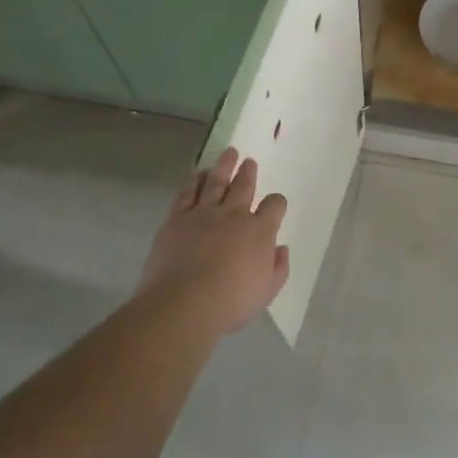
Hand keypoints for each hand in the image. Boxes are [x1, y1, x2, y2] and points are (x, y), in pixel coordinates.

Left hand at [139, 147, 289, 333]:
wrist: (184, 303)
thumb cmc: (231, 302)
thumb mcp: (267, 291)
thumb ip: (278, 268)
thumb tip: (281, 249)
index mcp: (260, 231)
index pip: (274, 206)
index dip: (277, 203)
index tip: (275, 204)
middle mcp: (234, 215)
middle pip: (244, 186)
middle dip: (248, 173)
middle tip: (249, 161)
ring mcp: (203, 213)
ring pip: (216, 182)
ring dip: (224, 166)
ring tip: (229, 153)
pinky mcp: (177, 218)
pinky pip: (187, 193)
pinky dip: (194, 181)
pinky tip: (198, 174)